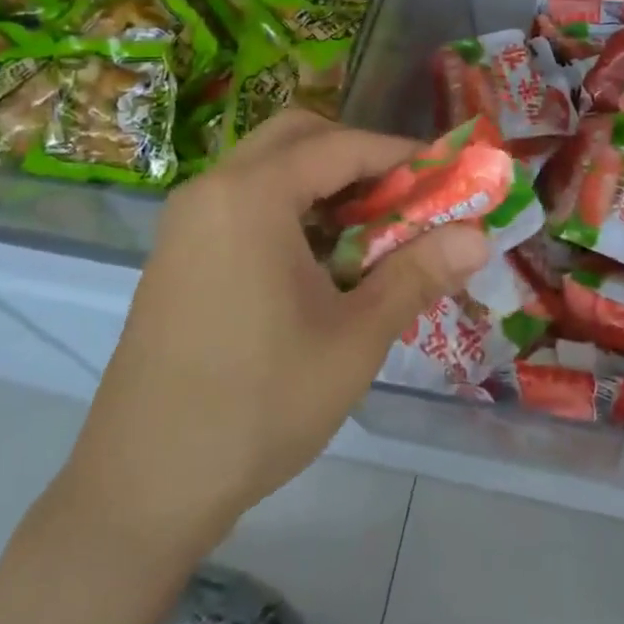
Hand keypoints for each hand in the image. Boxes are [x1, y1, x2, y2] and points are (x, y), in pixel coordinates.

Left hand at [60, 111, 488, 551]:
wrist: (143, 486)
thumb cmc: (259, 404)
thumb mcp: (354, 338)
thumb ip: (418, 275)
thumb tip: (480, 238)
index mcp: (251, 196)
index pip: (341, 146)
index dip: (401, 155)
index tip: (448, 174)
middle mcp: (212, 190)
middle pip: (297, 136)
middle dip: (358, 156)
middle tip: (404, 196)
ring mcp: (187, 222)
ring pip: (268, 168)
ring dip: (324, 183)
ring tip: (372, 231)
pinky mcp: (178, 254)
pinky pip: (244, 202)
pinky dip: (291, 208)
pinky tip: (321, 262)